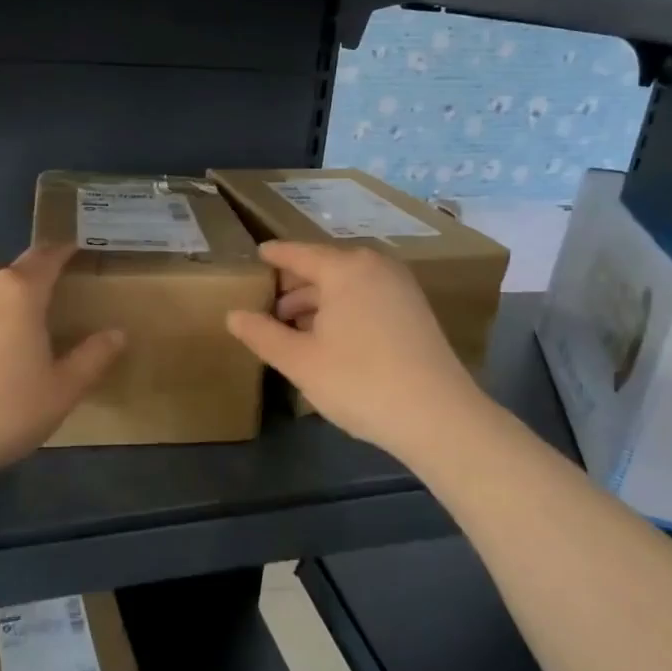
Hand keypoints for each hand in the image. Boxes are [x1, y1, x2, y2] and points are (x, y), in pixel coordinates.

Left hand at [0, 246, 124, 484]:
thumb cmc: (3, 410)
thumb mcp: (61, 390)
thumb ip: (92, 357)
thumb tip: (117, 334)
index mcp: (19, 291)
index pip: (46, 256)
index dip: (64, 251)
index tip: (77, 249)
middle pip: (12, 270)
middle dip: (33, 278)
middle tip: (53, 299)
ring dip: (4, 301)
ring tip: (19, 330)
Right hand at [225, 241, 486, 463]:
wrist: (438, 417)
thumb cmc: (360, 381)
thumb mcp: (300, 361)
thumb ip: (262, 334)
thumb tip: (233, 315)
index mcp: (345, 268)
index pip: (299, 253)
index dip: (274, 256)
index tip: (256, 256)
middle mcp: (375, 267)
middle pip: (325, 267)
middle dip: (294, 285)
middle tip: (266, 304)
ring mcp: (400, 287)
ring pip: (347, 284)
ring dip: (318, 301)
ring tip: (292, 326)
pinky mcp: (415, 311)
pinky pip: (367, 297)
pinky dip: (343, 309)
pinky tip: (328, 337)